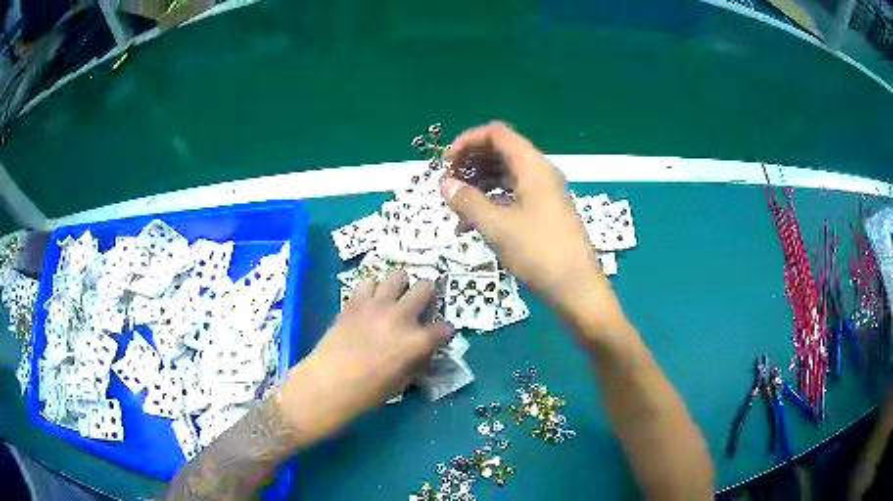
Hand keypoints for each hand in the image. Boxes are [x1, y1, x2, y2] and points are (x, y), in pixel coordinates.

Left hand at [277, 270, 452, 444]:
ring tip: (394, 300)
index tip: (439, 336)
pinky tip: (369, 304)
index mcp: (417, 341)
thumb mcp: (402, 383)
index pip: (445, 328)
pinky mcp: (354, 301)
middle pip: (426, 287)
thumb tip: (423, 351)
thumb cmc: (368, 392)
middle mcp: (401, 316)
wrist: (328, 383)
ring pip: (398, 275)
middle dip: (427, 297)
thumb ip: (417, 362)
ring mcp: (377, 305)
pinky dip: (372, 290)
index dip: (444, 333)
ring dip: (400, 287)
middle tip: (419, 309)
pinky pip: (368, 282)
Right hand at [440, 122, 605, 311]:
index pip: (496, 134)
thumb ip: (467, 201)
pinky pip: (512, 195)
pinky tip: (473, 223)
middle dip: (470, 163)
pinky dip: (491, 202)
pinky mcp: (543, 213)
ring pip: (505, 175)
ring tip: (457, 207)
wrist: (576, 289)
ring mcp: (543, 194)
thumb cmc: (539, 253)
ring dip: (478, 184)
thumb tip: (444, 184)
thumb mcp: (497, 226)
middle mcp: (540, 173)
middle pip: (500, 152)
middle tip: (448, 185)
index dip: (467, 141)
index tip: (446, 163)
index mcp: (533, 167)